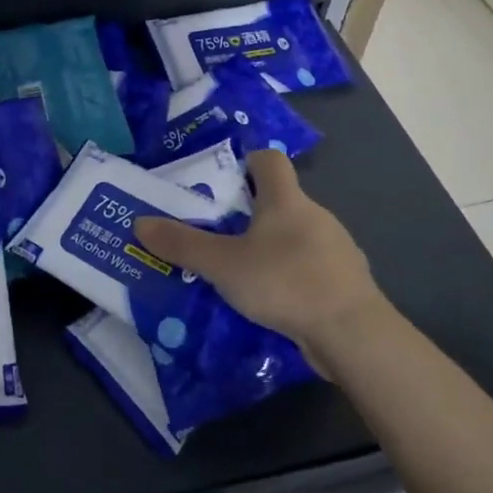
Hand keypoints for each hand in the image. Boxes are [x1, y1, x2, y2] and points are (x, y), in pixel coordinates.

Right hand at [133, 149, 394, 378]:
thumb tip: (139, 223)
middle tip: (217, 233)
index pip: (269, 159)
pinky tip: (273, 299)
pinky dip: (290, 274)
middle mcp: (314, 214)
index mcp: (286, 199)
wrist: (352, 333)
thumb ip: (182, 244)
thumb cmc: (284, 282)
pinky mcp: (345, 280)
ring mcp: (336, 247)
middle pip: (280, 199)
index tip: (222, 182)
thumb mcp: (223, 265)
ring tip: (240, 271)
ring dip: (270, 246)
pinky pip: (310, 266)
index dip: (246, 162)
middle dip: (249, 212)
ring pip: (295, 235)